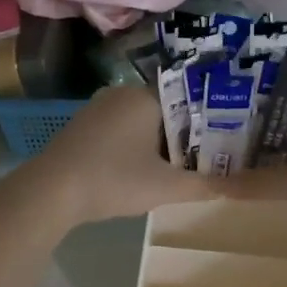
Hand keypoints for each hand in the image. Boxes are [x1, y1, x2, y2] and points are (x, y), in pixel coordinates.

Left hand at [18, 86, 215, 225]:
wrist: (50, 192)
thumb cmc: (113, 179)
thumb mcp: (165, 187)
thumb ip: (203, 186)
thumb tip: (236, 188)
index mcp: (145, 97)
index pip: (189, 99)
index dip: (211, 119)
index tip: (228, 137)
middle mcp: (121, 94)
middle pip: (166, 111)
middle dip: (187, 134)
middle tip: (211, 156)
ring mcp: (97, 110)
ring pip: (142, 122)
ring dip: (161, 143)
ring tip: (183, 166)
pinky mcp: (82, 128)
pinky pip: (121, 131)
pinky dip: (136, 147)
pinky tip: (144, 170)